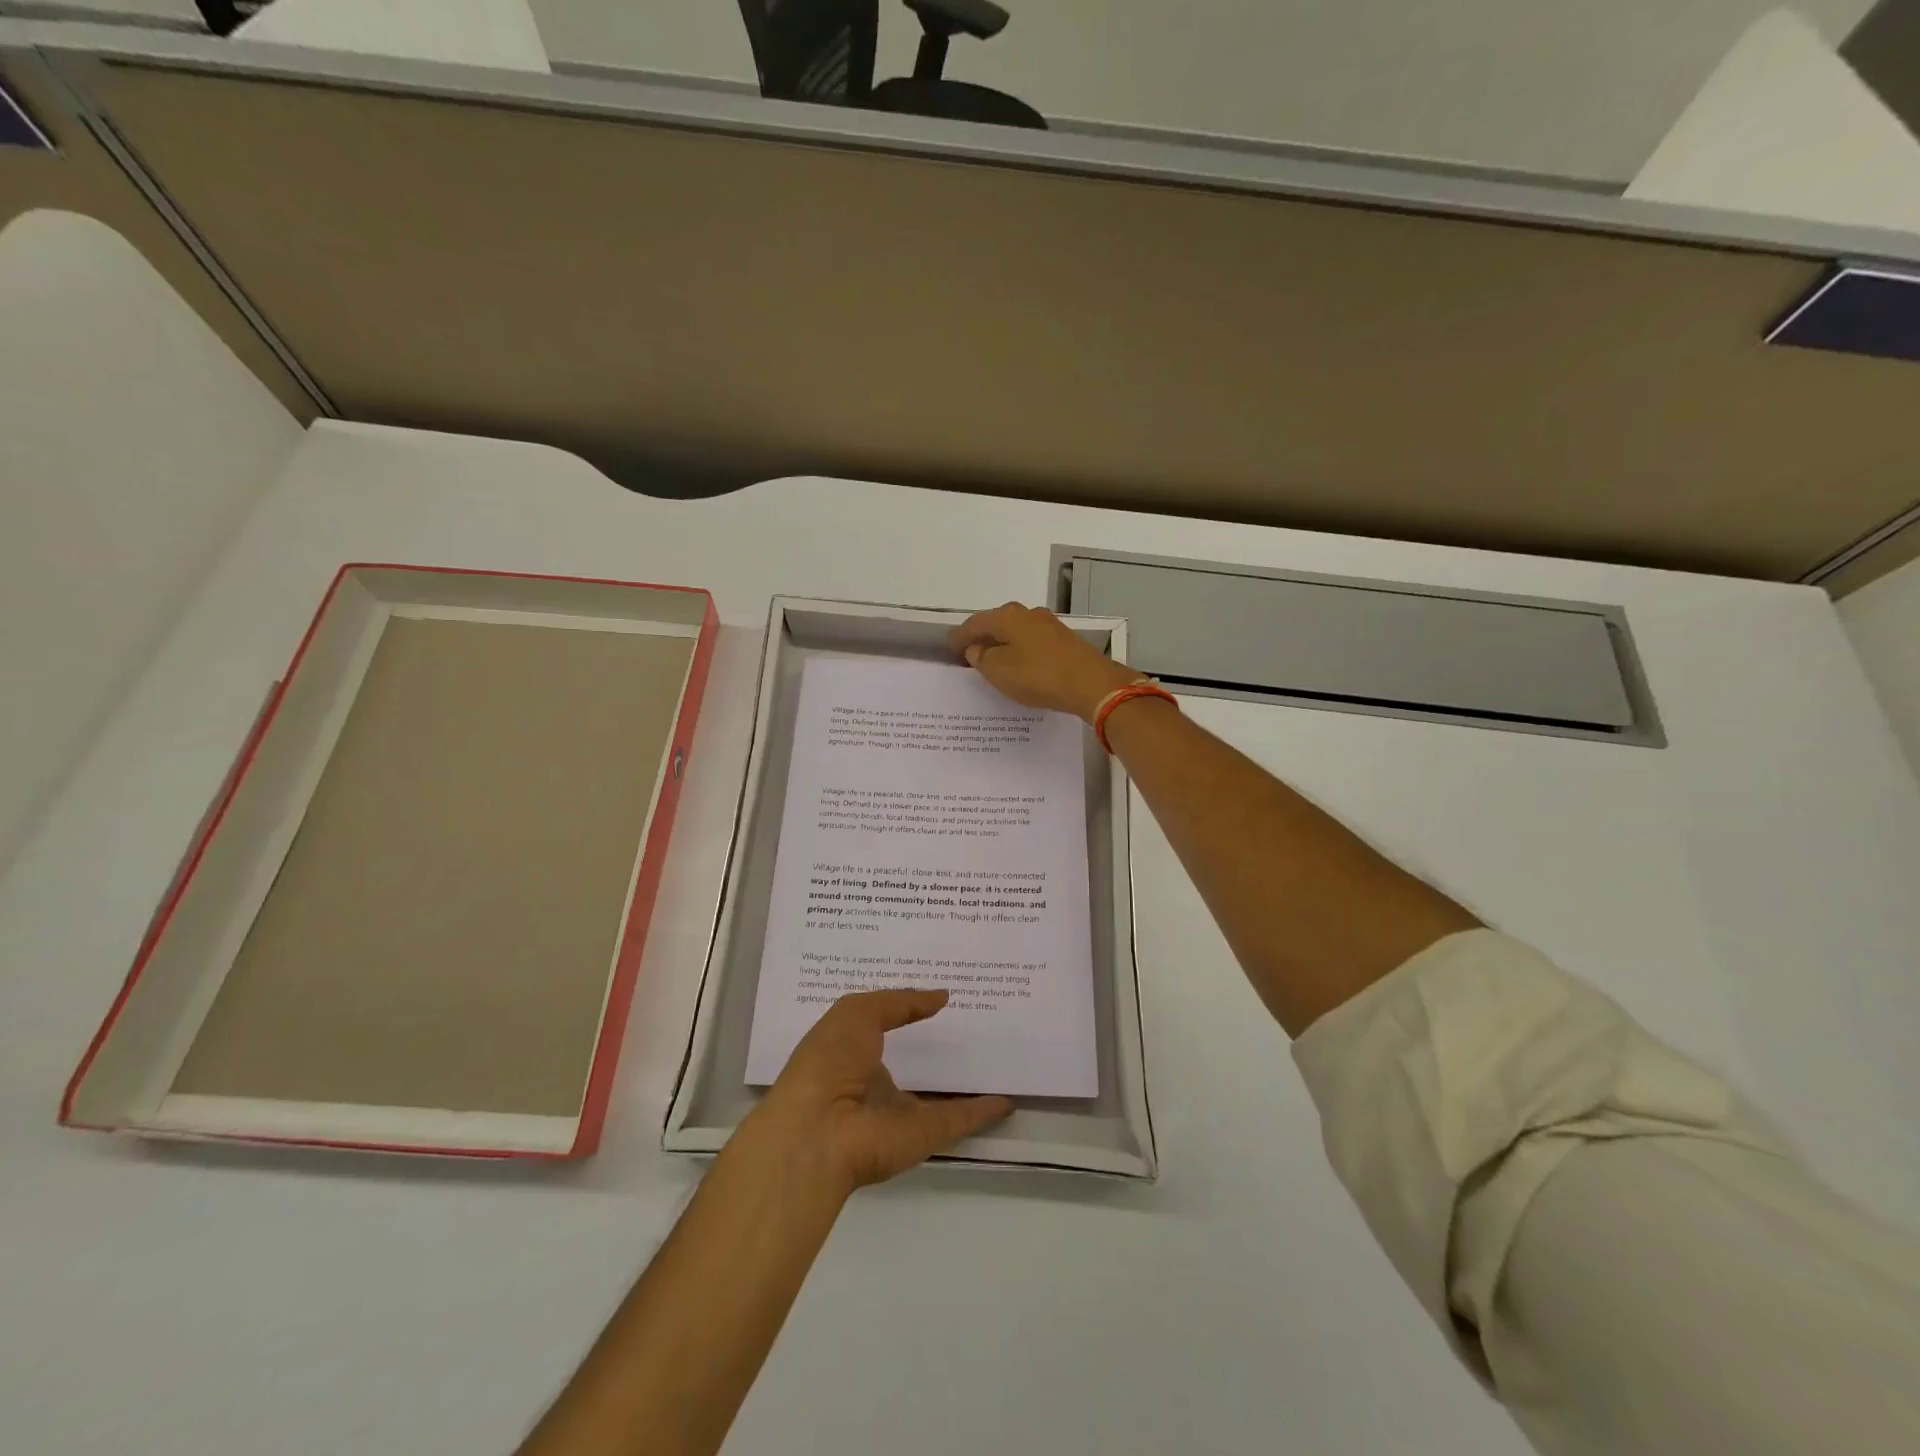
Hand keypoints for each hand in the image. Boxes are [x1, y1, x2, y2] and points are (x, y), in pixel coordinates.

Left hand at [752, 989, 1012, 1196]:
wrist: (819, 1131)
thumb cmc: (829, 1060)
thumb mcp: (857, 1012)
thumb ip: (900, 1002)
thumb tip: (941, 996)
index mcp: (853, 1052)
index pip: (884, 1027)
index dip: (908, 1011)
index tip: (940, 994)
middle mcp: (876, 1083)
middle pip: (915, 1062)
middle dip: (940, 1044)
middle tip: (978, 1019)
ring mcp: (901, 1112)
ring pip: (940, 1095)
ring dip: (965, 1081)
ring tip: (998, 1055)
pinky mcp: (924, 1135)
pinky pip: (960, 1119)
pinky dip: (984, 1111)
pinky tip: (1008, 1097)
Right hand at [948, 602, 1142, 721]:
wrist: (1091, 684)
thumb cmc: (1038, 675)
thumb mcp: (999, 671)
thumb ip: (982, 659)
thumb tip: (976, 649)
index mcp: (1008, 616)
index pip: (975, 623)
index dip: (960, 636)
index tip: (948, 648)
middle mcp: (1029, 614)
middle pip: (997, 623)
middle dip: (982, 638)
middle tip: (968, 654)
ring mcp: (1050, 626)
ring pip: (1017, 633)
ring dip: (1003, 645)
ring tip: (992, 662)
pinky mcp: (1065, 642)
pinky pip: (1032, 644)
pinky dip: (1020, 652)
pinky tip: (1019, 666)